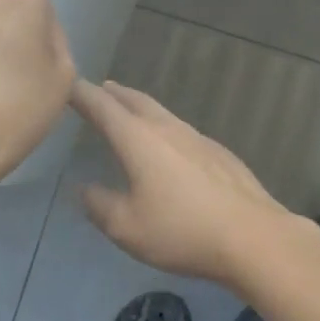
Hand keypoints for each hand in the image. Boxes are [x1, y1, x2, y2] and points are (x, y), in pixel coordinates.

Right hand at [72, 79, 297, 283]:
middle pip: (137, 102)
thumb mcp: (127, 227)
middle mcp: (169, 129)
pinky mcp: (220, 154)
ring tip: (131, 113)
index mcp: (140, 140)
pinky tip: (171, 148)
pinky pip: (184, 132)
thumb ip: (100, 205)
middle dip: (115, 94)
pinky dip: (167, 130)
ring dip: (142, 109)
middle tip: (101, 89)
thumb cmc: (182, 231)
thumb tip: (85, 189)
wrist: (252, 236)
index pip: (103, 108)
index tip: (67, 84)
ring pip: (164, 114)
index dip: (82, 95)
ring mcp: (199, 138)